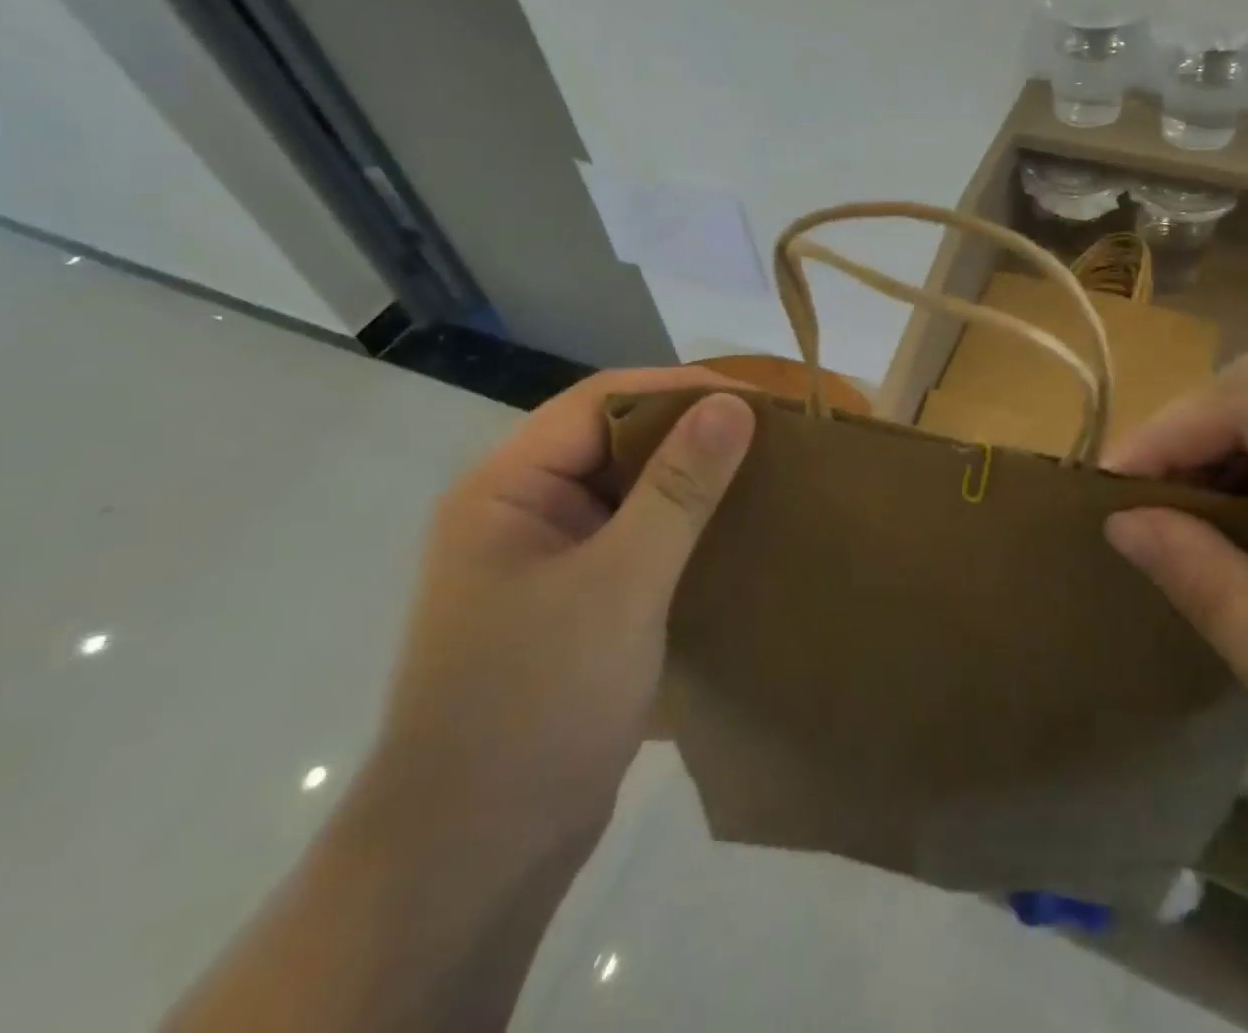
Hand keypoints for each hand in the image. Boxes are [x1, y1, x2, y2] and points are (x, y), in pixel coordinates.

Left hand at [360, 367, 755, 870]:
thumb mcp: (621, 582)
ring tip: (764, 478)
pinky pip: (635, 541)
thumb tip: (734, 404)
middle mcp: (521, 512)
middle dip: (690, 435)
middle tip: (770, 438)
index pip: (600, 403)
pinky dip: (682, 531)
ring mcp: (546, 561)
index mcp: (507, 488)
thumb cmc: (538, 701)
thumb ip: (679, 488)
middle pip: (615, 442)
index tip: (756, 401)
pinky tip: (733, 536)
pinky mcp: (573, 604)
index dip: (679, 391)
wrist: (477, 856)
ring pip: (629, 493)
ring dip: (691, 484)